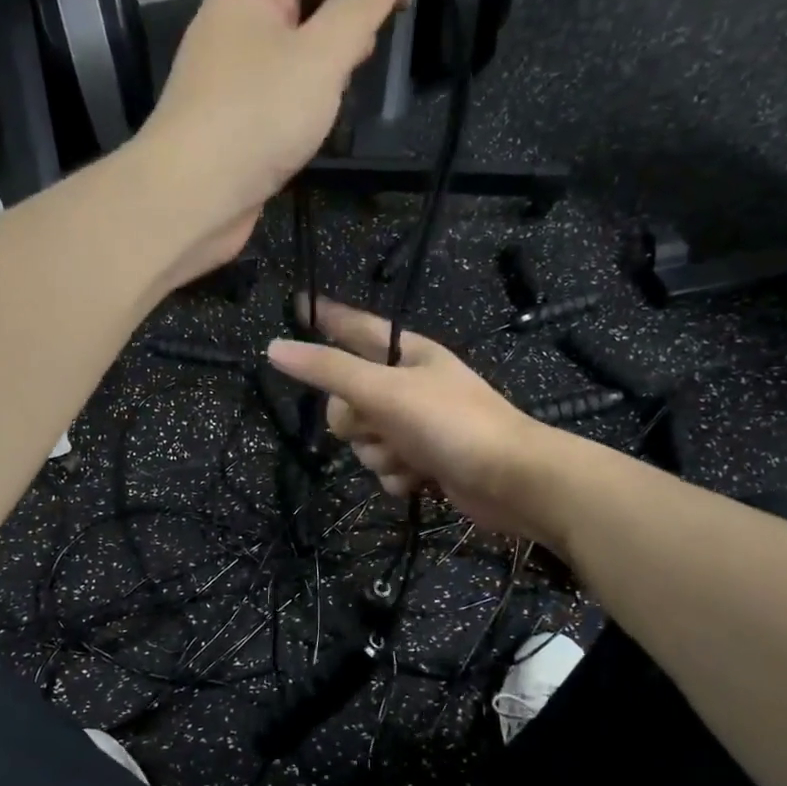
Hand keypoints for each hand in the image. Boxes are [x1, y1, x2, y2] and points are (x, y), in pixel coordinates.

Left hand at [136, 0, 410, 280]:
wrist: (189, 198)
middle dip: (345, 9)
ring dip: (326, 57)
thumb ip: (361, 6)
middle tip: (373, 49)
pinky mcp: (229, 118)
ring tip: (349, 86)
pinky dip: (303, 94)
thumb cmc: (257, 118)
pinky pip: (275, 88)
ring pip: (289, 45)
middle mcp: (233, 23)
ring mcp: (228, 74)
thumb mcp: (321, 56)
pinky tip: (318, 120)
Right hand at [267, 298, 564, 546]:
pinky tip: (418, 480)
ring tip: (407, 456)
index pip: (355, 328)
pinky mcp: (426, 461)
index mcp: (407, 355)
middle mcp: (411, 386)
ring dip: (379, 454)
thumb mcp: (384, 390)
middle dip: (355, 420)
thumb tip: (275, 348)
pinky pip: (386, 466)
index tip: (297, 305)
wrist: (511, 480)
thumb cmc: (450, 422)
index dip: (326, 317)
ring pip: (365, 439)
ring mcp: (418, 425)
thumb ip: (328, 370)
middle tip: (373, 424)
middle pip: (349, 398)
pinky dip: (397, 476)